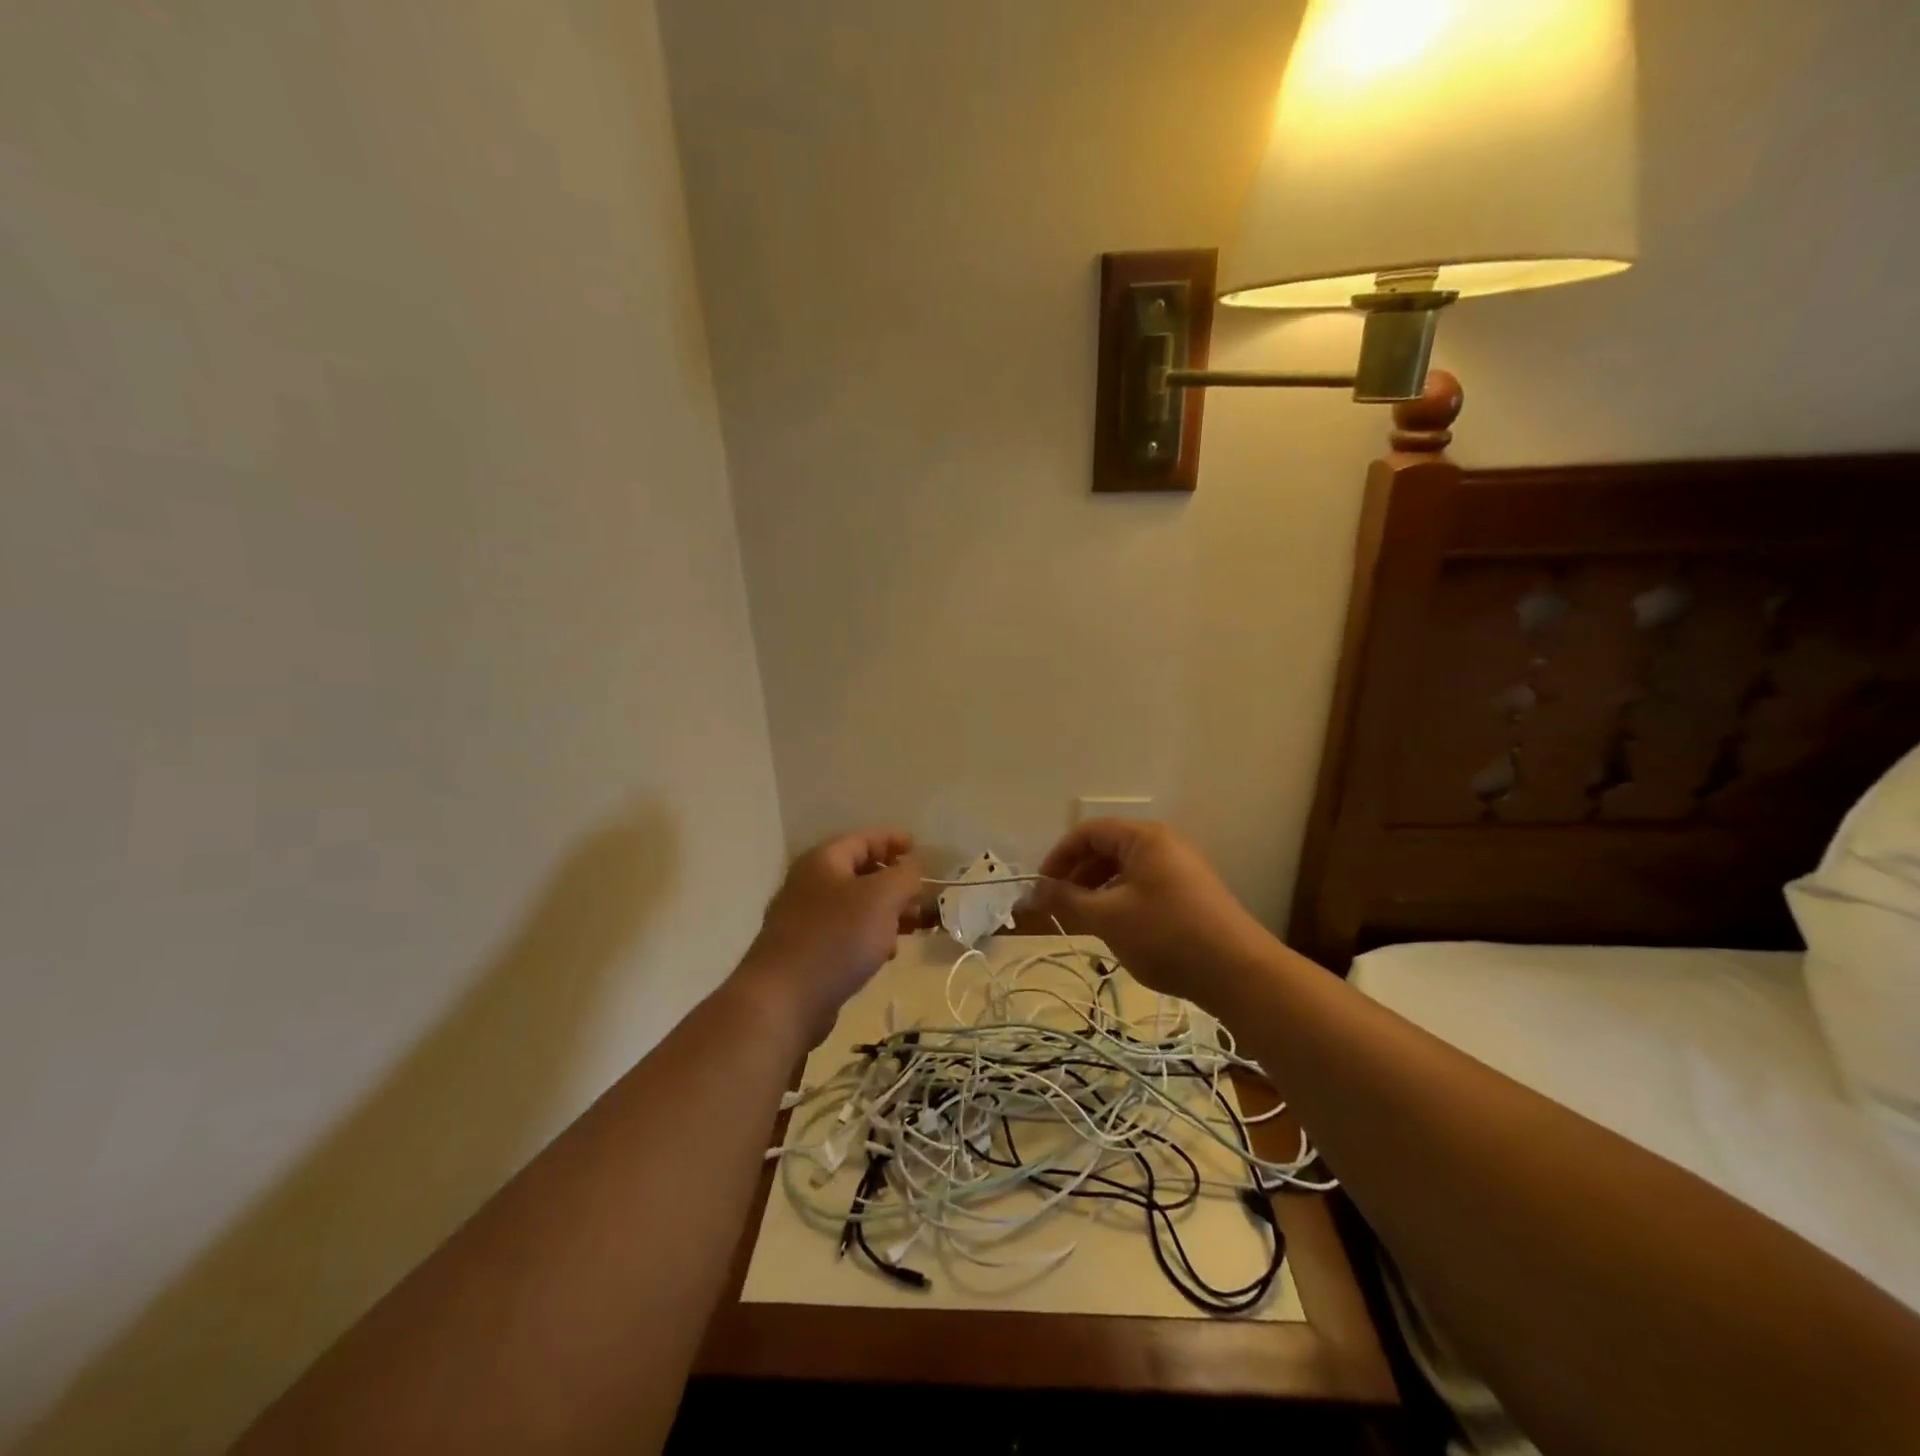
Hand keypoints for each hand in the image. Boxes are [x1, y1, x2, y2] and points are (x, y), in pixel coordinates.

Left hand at [733, 829, 928, 1043]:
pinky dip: (870, 936)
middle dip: (896, 882)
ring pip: (856, 906)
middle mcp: (811, 884)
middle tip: (924, 897)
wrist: (783, 1001)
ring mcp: (806, 919)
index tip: (920, 849)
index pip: (864, 838)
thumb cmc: (836, 938)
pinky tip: (887, 954)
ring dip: (888, 912)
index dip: (893, 840)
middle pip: (861, 872)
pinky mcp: (807, 952)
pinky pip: (846, 933)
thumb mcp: (881, 898)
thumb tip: (912, 869)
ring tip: (915, 927)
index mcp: (824, 861)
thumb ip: (904, 876)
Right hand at [1032, 820, 1267, 1005]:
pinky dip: (1121, 899)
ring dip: (1097, 889)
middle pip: (1107, 848)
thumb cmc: (1166, 935)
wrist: (1238, 972)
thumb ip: (1068, 900)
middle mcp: (1163, 844)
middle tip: (1058, 905)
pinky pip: (1144, 885)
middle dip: (1077, 874)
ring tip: (1082, 919)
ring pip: (1126, 870)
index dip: (1059, 856)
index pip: (1088, 832)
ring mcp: (1181, 868)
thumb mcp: (1108, 918)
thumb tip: (1036, 891)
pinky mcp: (1191, 893)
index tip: (1042, 887)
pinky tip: (1115, 928)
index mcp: (1143, 838)